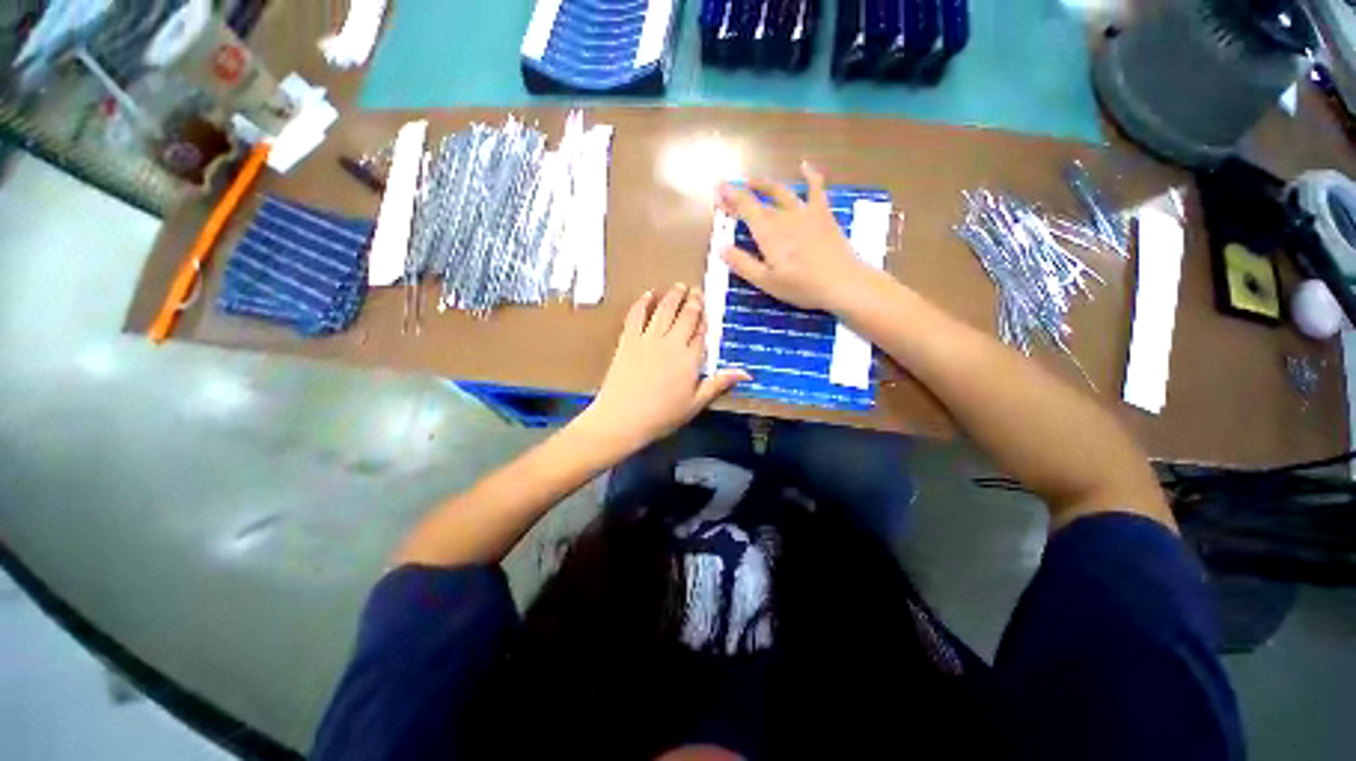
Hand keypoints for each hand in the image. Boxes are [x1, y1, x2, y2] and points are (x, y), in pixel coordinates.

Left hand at [579, 284, 748, 452]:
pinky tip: (648, 294)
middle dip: (693, 301)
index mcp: (690, 359)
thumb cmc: (663, 415)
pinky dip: (643, 302)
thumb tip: (747, 373)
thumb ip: (719, 383)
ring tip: (679, 286)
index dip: (705, 318)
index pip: (701, 332)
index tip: (708, 306)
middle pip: (685, 316)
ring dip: (672, 296)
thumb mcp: (695, 403)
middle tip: (696, 289)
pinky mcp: (628, 340)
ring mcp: (648, 339)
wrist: (623, 418)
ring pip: (663, 310)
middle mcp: (671, 342)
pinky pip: (636, 315)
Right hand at [718, 162, 876, 312]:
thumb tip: (721, 247)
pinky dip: (810, 175)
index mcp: (768, 233)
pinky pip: (816, 189)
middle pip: (759, 201)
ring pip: (782, 192)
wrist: (843, 282)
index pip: (745, 208)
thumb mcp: (766, 282)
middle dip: (741, 195)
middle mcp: (784, 217)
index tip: (718, 188)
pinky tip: (804, 165)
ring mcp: (805, 213)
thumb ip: (743, 264)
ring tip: (753, 180)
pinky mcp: (823, 214)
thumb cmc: (802, 286)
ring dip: (765, 184)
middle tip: (728, 193)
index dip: (731, 197)